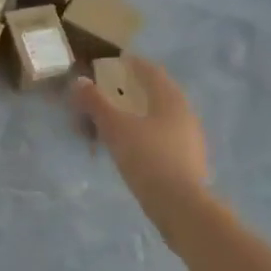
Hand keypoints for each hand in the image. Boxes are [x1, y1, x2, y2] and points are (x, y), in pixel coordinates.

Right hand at [71, 56, 210, 213]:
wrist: (181, 207)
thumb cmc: (148, 159)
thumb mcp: (115, 129)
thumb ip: (96, 104)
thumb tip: (79, 81)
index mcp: (171, 99)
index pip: (151, 71)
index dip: (133, 64)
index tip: (116, 63)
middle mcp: (185, 113)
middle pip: (158, 93)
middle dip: (135, 90)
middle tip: (113, 93)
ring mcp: (191, 139)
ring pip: (161, 117)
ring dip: (140, 114)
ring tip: (118, 122)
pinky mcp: (189, 161)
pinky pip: (164, 137)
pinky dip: (147, 134)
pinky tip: (133, 148)